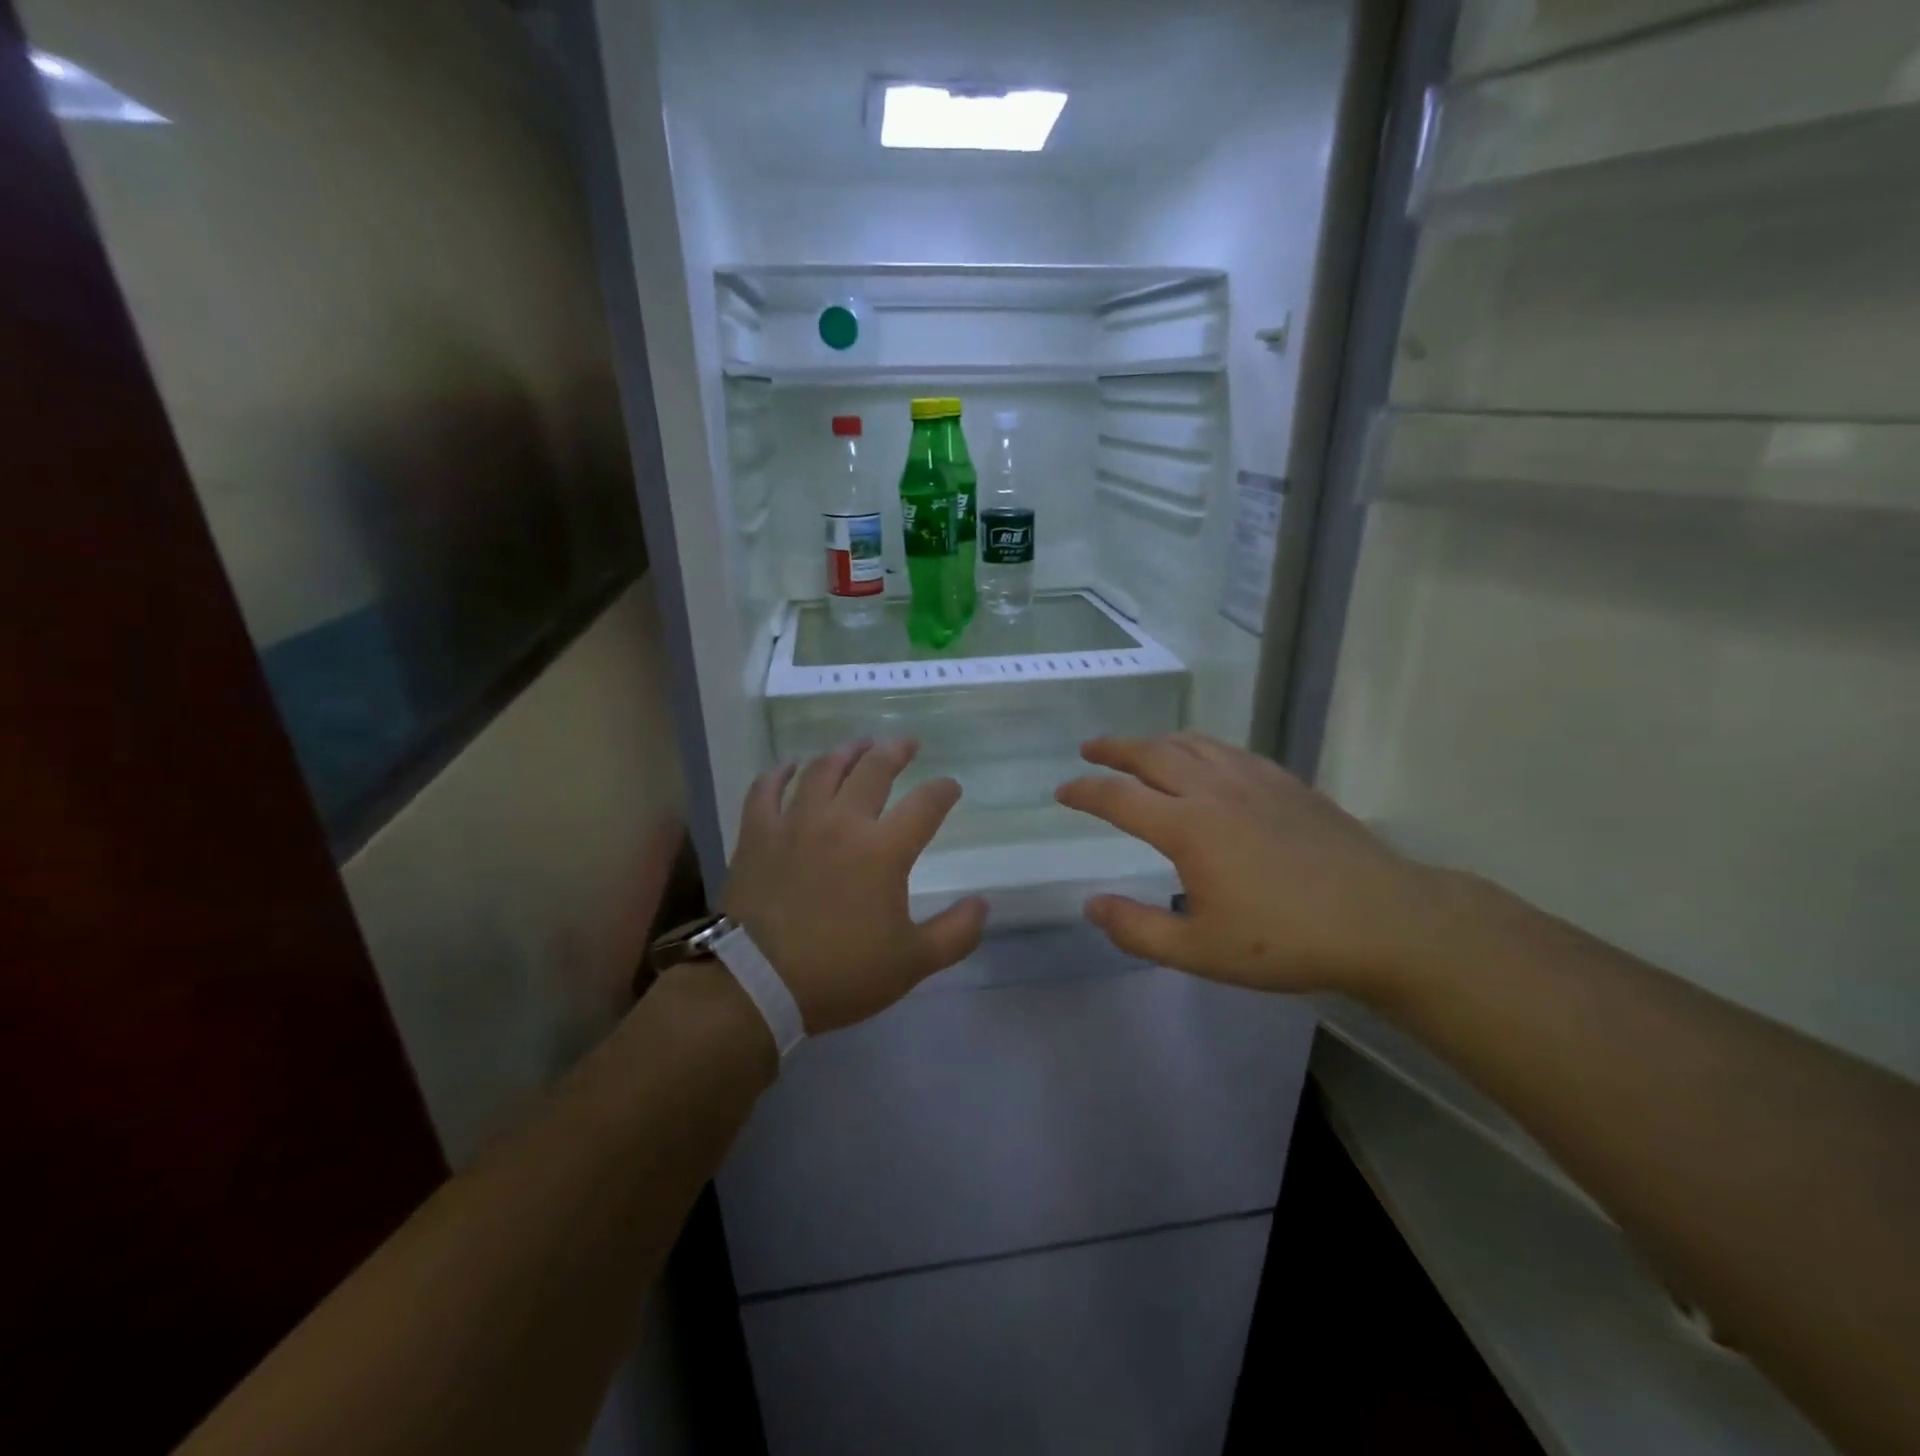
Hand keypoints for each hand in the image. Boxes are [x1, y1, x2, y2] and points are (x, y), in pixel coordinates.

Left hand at [721, 739, 987, 1034]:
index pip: (925, 804)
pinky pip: (766, 790)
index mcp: (884, 850)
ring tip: (859, 745)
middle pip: (873, 770)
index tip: (951, 788)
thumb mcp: (912, 963)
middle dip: (896, 751)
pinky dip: (779, 773)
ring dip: (845, 752)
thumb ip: (955, 933)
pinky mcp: (757, 834)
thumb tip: (983, 904)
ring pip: (823, 770)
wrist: (756, 984)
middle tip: (907, 743)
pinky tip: (789, 766)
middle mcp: (842, 822)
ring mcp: (795, 823)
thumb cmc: (839, 973)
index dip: (943, 791)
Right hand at [1055, 732, 1450, 996]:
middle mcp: (1214, 790)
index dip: (1085, 792)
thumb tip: (1091, 905)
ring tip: (1138, 748)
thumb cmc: (1285, 941)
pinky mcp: (1285, 782)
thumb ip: (1137, 929)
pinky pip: (1228, 750)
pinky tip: (1203, 758)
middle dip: (1114, 749)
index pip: (1119, 798)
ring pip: (1191, 744)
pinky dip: (1199, 746)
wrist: (1382, 920)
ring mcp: (1253, 780)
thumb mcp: (1199, 951)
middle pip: (1152, 754)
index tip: (1062, 791)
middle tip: (1090, 748)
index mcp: (1187, 827)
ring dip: (1155, 741)